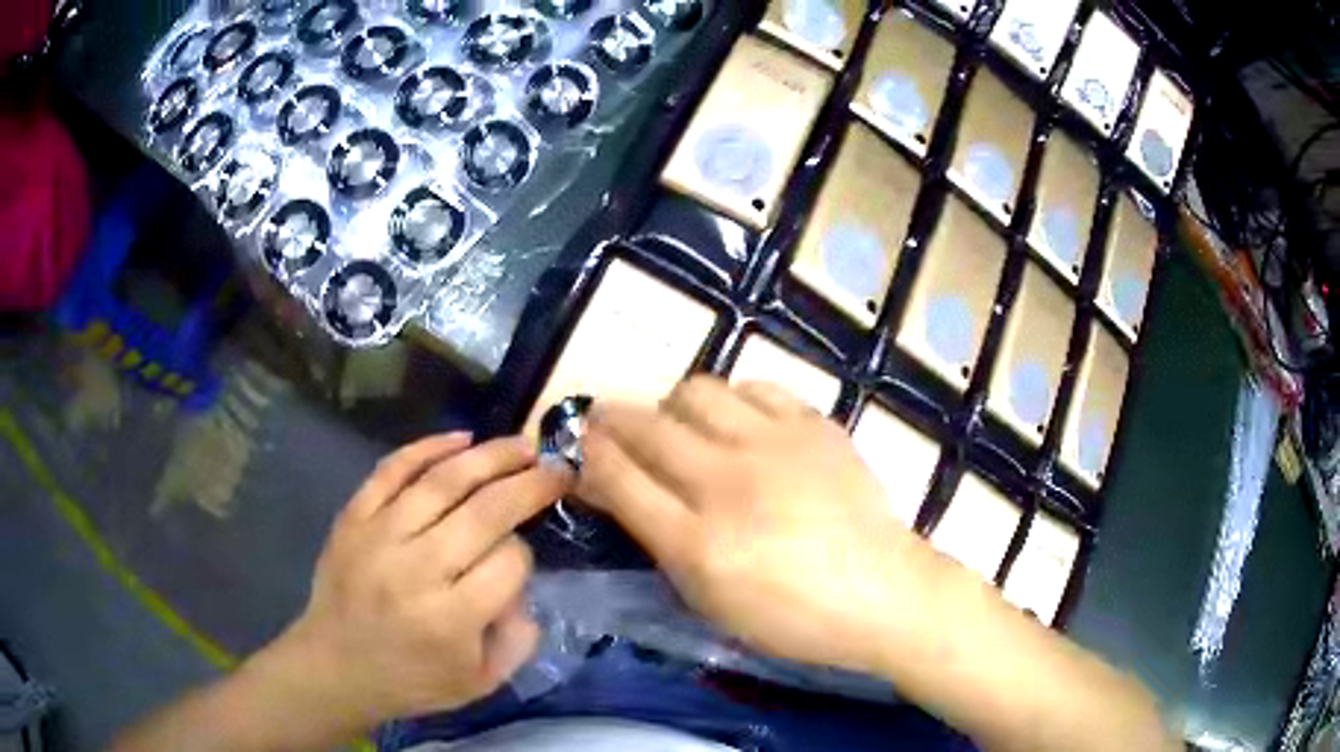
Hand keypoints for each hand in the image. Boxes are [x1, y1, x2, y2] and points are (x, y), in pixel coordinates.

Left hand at [263, 434, 571, 730]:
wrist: (334, 666)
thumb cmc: (411, 681)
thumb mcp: (480, 682)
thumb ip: (518, 638)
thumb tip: (523, 582)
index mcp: (451, 619)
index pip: (510, 562)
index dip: (526, 555)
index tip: (522, 558)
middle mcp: (416, 570)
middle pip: (484, 512)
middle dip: (528, 483)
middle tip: (556, 466)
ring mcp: (379, 536)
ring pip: (442, 482)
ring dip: (489, 456)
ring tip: (522, 444)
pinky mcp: (353, 517)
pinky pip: (392, 470)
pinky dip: (427, 447)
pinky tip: (461, 438)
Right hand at [577, 377, 941, 674]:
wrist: (881, 591)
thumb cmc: (790, 616)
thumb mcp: (709, 599)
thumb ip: (657, 541)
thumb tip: (613, 493)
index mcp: (697, 542)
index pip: (618, 478)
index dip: (589, 456)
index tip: (579, 447)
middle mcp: (728, 482)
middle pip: (646, 427)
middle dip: (612, 418)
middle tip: (607, 422)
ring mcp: (774, 445)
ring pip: (695, 391)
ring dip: (671, 404)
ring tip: (680, 425)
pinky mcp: (813, 425)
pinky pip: (754, 388)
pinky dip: (733, 401)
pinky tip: (738, 423)